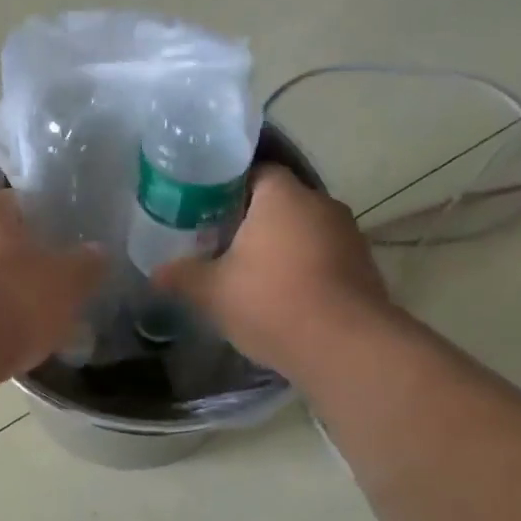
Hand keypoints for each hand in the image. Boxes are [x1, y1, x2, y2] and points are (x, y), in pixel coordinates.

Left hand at [0, 192, 106, 376]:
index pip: (15, 201)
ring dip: (0, 292)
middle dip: (20, 259)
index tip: (61, 235)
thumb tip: (99, 251)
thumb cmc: (12, 298)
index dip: (40, 215)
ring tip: (32, 318)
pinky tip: (5, 342)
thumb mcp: (66, 281)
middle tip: (51, 280)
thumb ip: (85, 265)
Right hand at [155, 165, 394, 376]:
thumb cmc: (272, 302)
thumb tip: (155, 274)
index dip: (227, 187)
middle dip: (251, 220)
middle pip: (279, 201)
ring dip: (280, 246)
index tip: (205, 210)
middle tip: (219, 242)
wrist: (347, 349)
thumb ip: (181, 276)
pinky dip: (303, 269)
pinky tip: (281, 296)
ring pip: (303, 230)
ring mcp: (349, 236)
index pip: (255, 171)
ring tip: (248, 272)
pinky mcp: (364, 268)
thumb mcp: (211, 292)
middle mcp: (321, 204)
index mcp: (283, 195)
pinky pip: (323, 256)